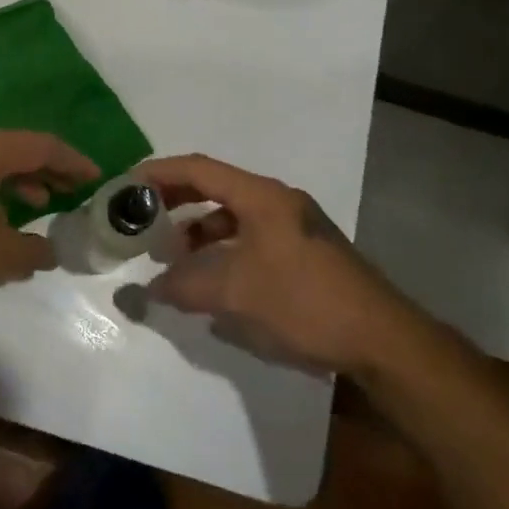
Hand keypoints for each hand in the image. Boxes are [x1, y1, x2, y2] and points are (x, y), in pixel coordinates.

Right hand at [138, 154, 403, 374]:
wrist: (382, 339)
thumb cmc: (305, 302)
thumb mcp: (237, 294)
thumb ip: (186, 286)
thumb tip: (149, 288)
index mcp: (262, 196)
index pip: (200, 169)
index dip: (160, 172)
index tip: (126, 183)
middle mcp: (278, 201)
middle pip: (216, 187)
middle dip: (176, 200)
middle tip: (142, 218)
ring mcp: (294, 225)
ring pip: (233, 215)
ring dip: (200, 229)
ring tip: (172, 254)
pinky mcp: (303, 251)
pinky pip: (250, 236)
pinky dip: (223, 249)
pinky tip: (211, 278)